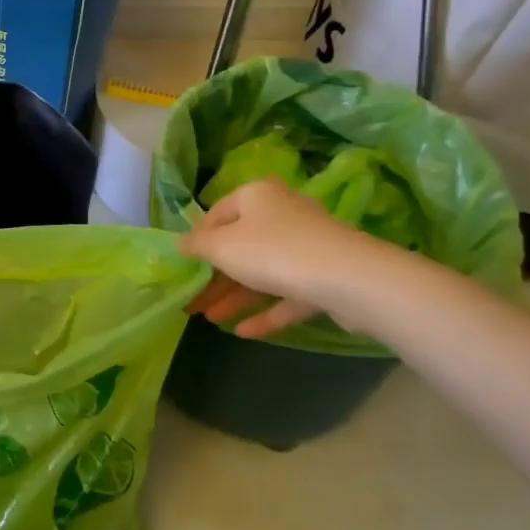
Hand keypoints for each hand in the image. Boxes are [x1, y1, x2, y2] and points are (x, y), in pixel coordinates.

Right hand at [178, 176, 389, 337]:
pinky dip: (266, 312)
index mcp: (257, 196)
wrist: (349, 279)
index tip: (184, 264)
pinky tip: (243, 332)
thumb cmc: (272, 251)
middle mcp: (283, 215)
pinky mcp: (326, 278)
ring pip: (263, 272)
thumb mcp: (220, 247)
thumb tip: (180, 243)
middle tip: (193, 299)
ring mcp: (308, 248)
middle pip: (240, 245)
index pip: (217, 213)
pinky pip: (288, 294)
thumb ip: (196, 245)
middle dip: (215, 275)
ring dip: (235, 296)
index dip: (198, 239)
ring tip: (210, 319)